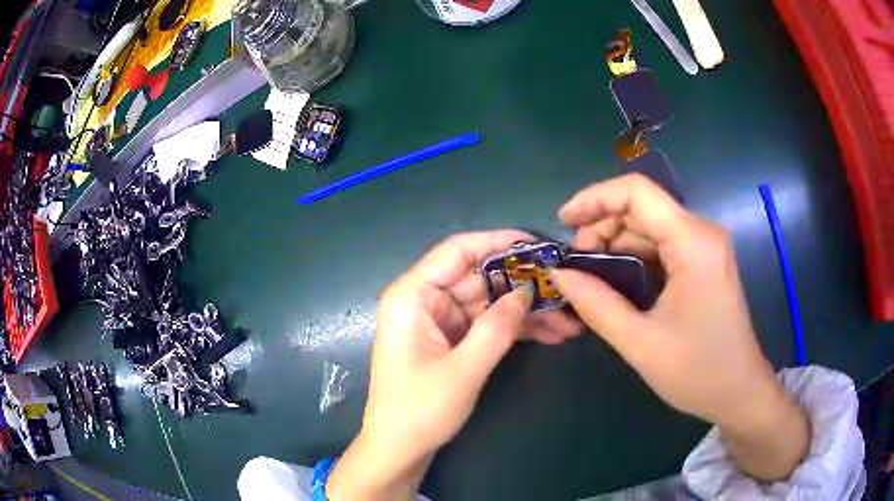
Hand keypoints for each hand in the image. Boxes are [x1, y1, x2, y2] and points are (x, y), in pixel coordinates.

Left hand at [327, 231, 581, 499]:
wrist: (400, 449)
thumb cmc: (420, 410)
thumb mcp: (463, 369)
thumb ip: (497, 327)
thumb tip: (528, 291)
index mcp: (413, 296)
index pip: (458, 251)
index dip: (498, 242)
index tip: (538, 245)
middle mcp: (425, 300)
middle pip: (480, 277)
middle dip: (523, 284)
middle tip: (565, 287)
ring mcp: (440, 321)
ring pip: (489, 303)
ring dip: (526, 311)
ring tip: (569, 319)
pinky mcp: (452, 340)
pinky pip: (487, 325)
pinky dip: (516, 329)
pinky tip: (551, 334)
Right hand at [552, 174, 808, 480]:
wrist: (739, 392)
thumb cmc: (698, 372)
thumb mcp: (641, 344)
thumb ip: (596, 305)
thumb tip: (559, 274)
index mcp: (693, 243)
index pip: (637, 192)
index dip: (594, 198)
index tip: (563, 223)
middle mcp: (701, 233)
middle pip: (641, 208)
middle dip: (602, 229)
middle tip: (578, 269)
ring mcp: (703, 247)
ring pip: (648, 227)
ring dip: (615, 247)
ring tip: (592, 281)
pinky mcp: (702, 263)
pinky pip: (660, 246)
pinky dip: (632, 259)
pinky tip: (616, 285)